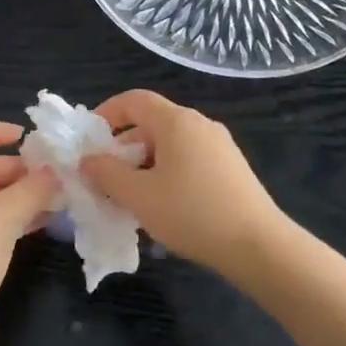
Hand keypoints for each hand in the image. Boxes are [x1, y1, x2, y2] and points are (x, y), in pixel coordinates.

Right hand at [80, 90, 286, 276]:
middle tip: (104, 177)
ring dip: (143, 164)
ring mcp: (220, 146)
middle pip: (151, 123)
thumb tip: (87, 159)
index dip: (106, 113)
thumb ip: (106, 173)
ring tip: (130, 197)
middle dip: (122, 147)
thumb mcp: (138, 195)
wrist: (257, 245)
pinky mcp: (231, 168)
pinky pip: (188, 160)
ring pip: (170, 145)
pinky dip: (166, 173)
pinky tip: (162, 205)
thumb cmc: (191, 213)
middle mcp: (200, 125)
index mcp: (177, 122)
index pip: (134, 100)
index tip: (88, 140)